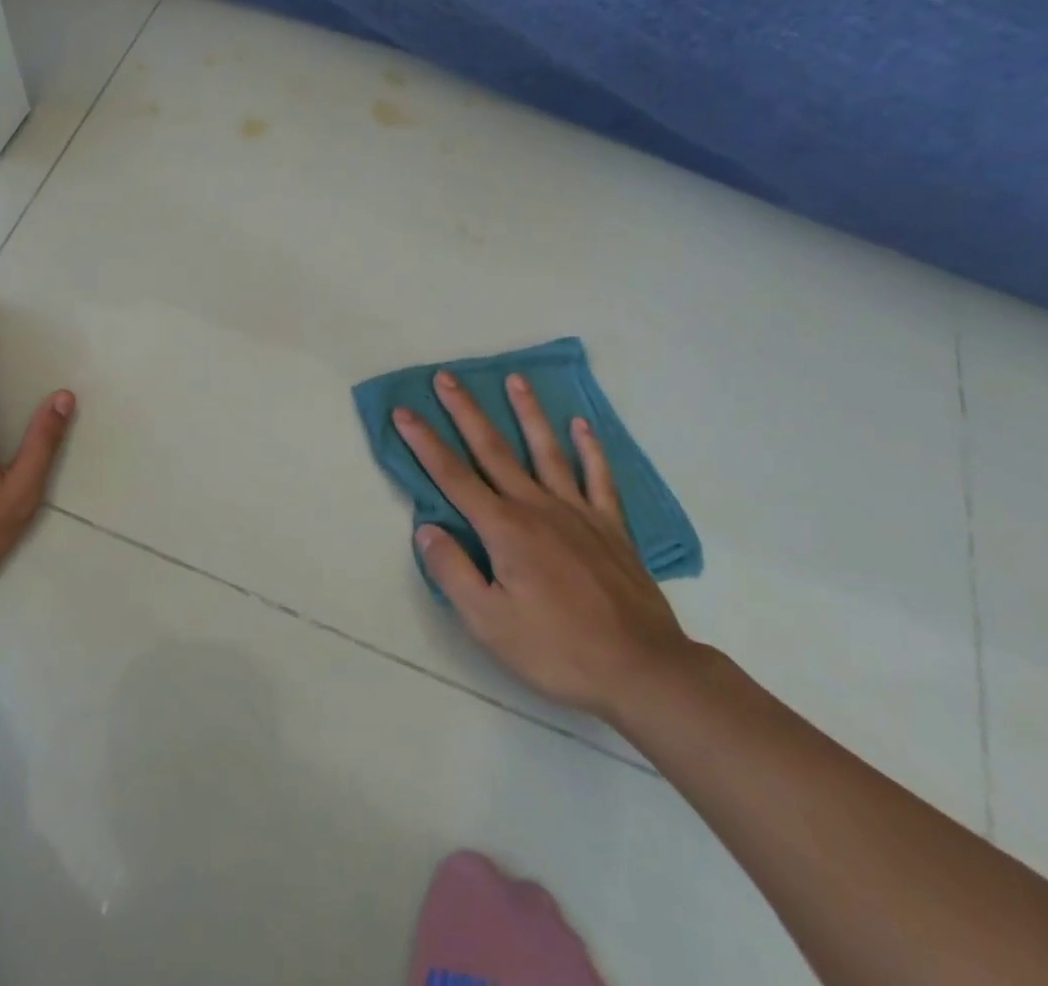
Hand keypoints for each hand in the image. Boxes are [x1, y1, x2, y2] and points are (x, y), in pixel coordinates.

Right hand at [394, 370, 690, 720]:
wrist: (643, 671)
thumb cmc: (557, 650)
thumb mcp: (488, 623)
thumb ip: (452, 571)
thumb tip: (426, 528)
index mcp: (504, 529)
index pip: (452, 476)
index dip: (424, 442)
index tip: (403, 411)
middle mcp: (537, 507)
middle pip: (493, 449)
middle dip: (465, 411)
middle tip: (446, 377)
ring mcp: (578, 513)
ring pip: (546, 451)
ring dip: (527, 413)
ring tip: (515, 379)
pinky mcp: (611, 527)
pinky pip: (598, 478)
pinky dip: (589, 449)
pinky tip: (581, 425)